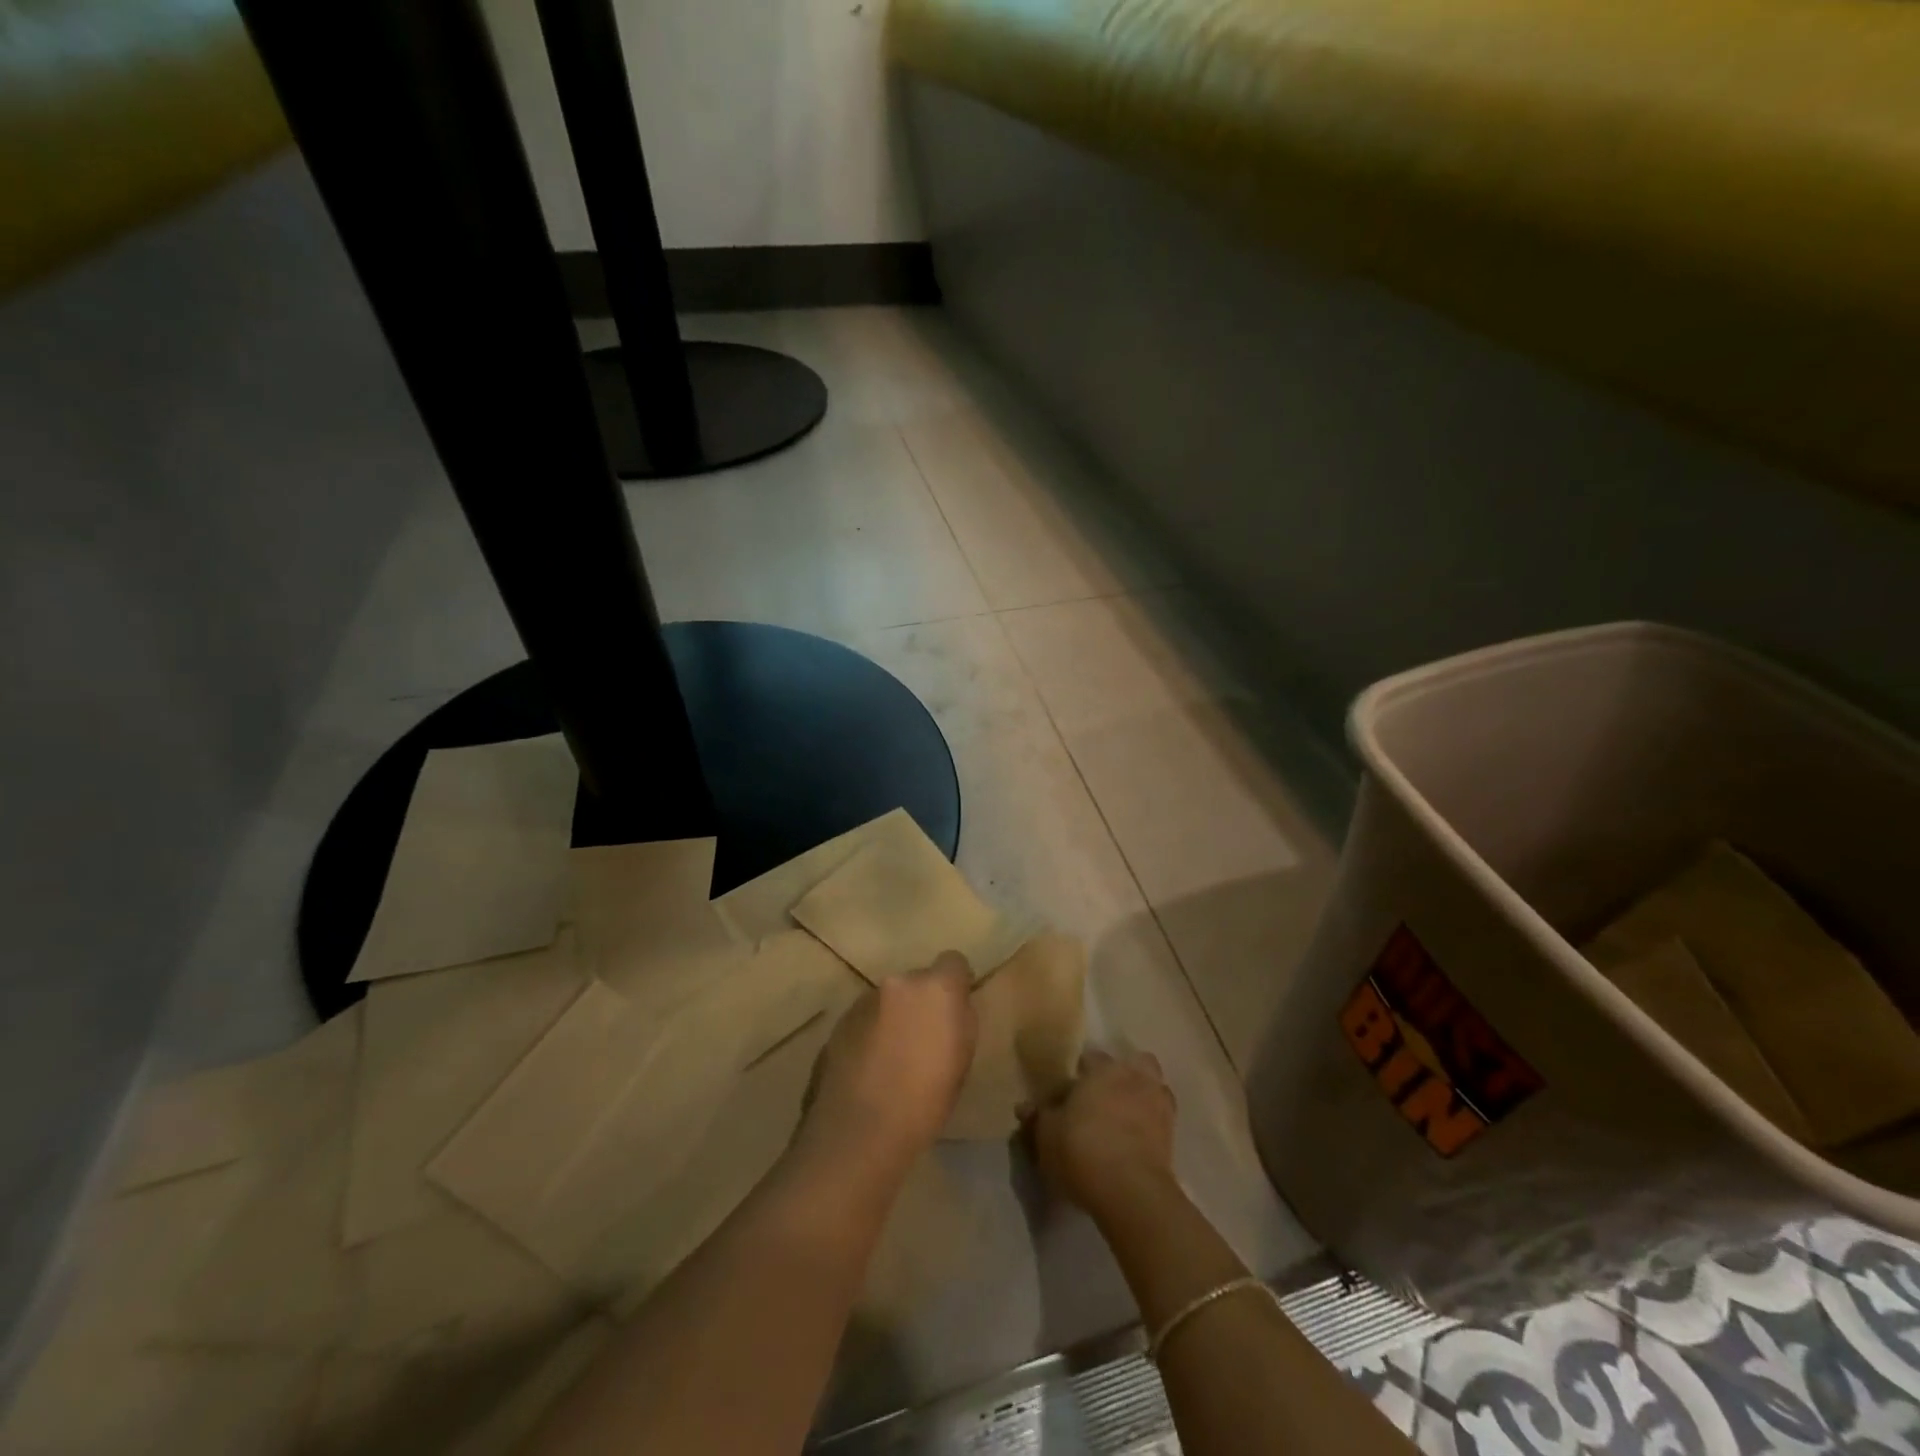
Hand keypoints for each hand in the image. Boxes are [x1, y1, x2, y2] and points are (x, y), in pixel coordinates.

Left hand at [794, 953, 977, 1177]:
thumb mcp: (962, 1059)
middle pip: (917, 980)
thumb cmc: (925, 1101)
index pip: (953, 961)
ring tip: (892, 1059)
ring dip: (893, 1016)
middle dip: (921, 1002)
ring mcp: (864, 999)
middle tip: (922, 1040)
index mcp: (936, 988)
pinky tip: (869, 1069)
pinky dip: (870, 1033)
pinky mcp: (839, 1021)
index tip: (954, 1010)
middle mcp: (898, 982)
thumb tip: (953, 1006)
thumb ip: (959, 1019)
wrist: (859, 1131)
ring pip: (889, 999)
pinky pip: (865, 1018)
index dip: (955, 983)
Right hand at [1028, 1048, 1177, 1220]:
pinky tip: (1137, 1137)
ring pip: (1153, 1085)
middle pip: (1133, 1063)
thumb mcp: (1047, 1135)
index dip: (1079, 1073)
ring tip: (1124, 1115)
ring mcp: (1158, 1103)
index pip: (1090, 1058)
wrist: (1131, 1191)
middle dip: (1121, 1074)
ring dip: (1142, 1093)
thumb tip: (1025, 1106)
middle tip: (1102, 1096)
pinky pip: (1161, 1116)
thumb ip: (1038, 1117)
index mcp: (1103, 1069)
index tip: (1069, 1092)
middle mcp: (1134, 1077)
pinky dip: (1151, 1121)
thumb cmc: (1082, 1150)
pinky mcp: (1173, 1134)